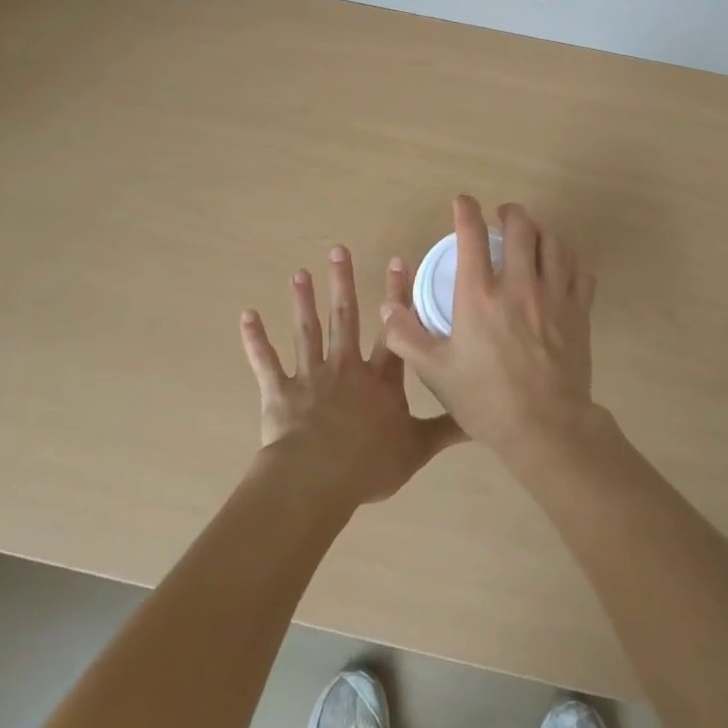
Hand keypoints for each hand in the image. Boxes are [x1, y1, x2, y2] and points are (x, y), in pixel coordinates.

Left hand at [241, 246, 464, 507]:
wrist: (318, 478)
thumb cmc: (369, 463)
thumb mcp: (417, 448)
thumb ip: (445, 430)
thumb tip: (481, 418)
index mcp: (379, 380)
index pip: (393, 331)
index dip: (397, 297)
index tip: (396, 260)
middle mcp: (345, 368)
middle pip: (344, 318)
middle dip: (342, 283)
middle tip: (339, 249)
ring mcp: (310, 377)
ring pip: (307, 331)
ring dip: (303, 301)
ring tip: (300, 273)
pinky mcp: (279, 392)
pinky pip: (265, 362)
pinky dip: (255, 339)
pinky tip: (246, 315)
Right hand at [381, 197, 598, 457]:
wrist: (545, 428)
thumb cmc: (485, 399)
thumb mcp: (435, 371)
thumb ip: (406, 336)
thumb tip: (387, 307)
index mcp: (479, 295)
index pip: (472, 236)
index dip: (466, 211)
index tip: (463, 202)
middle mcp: (518, 285)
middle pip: (521, 227)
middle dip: (510, 213)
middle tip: (502, 215)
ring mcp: (554, 296)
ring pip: (553, 243)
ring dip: (540, 230)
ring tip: (531, 235)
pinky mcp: (579, 311)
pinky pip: (579, 269)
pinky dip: (569, 258)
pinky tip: (561, 264)